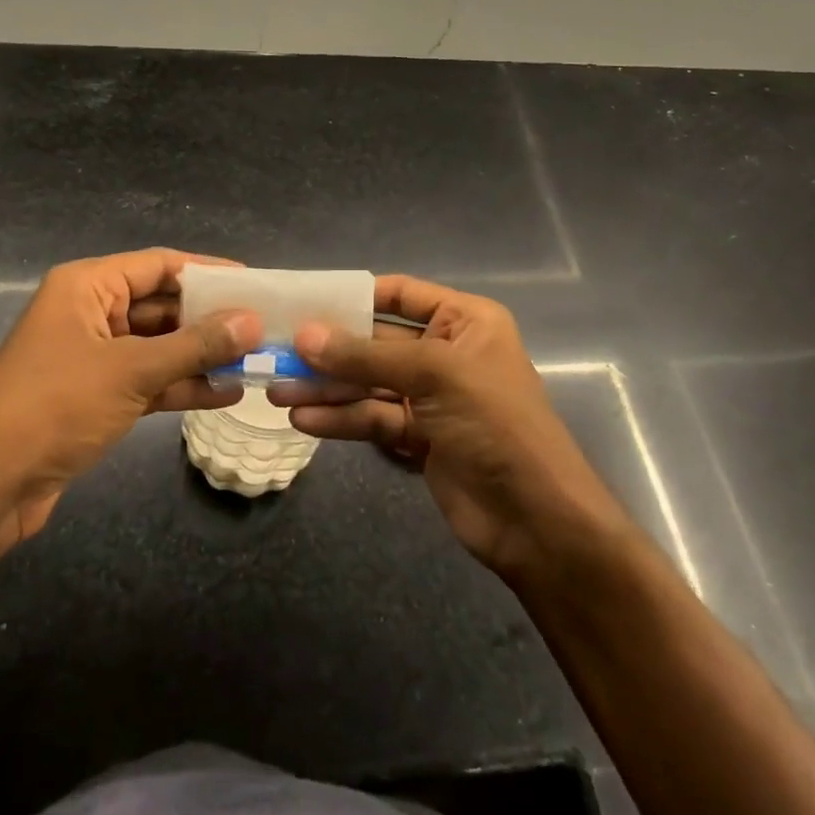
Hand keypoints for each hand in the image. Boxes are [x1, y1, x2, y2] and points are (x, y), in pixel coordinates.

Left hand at [0, 249, 258, 544]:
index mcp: (87, 286)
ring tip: (255, 361)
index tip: (254, 283)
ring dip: (201, 355)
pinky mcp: (96, 395)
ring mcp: (93, 356)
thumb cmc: (55, 406)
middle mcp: (90, 312)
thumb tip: (253, 322)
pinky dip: (182, 385)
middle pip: (161, 305)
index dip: (207, 272)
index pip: (159, 265)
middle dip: (210, 319)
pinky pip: (148, 380)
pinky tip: (226, 394)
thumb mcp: (132, 370)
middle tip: (263, 326)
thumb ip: (195, 345)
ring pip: (158, 345)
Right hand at [268, 275, 618, 577]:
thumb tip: (304, 336)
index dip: (354, 295)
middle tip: (277, 353)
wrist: (538, 520)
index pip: (400, 293)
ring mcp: (431, 397)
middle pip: (376, 342)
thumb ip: (366, 356)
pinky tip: (304, 420)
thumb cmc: (495, 424)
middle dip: (329, 351)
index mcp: (463, 321)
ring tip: (277, 392)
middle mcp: (446, 352)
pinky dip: (340, 419)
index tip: (304, 301)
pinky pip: (372, 418)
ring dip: (326, 388)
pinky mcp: (419, 437)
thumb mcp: (434, 375)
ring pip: (368, 384)